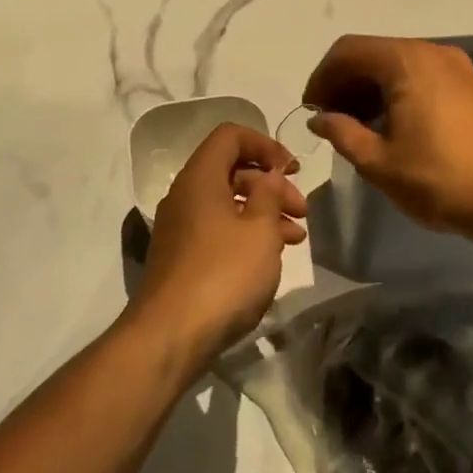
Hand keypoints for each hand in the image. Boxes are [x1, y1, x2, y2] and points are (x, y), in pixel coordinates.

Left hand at [126, 124, 307, 365]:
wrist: (170, 336)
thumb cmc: (223, 274)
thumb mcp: (259, 230)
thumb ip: (269, 194)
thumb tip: (268, 174)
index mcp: (200, 178)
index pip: (230, 136)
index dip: (265, 144)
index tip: (292, 168)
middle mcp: (185, 196)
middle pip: (231, 170)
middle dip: (271, 184)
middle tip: (301, 209)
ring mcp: (181, 228)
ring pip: (228, 204)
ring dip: (264, 212)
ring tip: (296, 237)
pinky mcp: (183, 257)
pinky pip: (219, 231)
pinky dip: (247, 234)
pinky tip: (272, 257)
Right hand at [303, 35, 472, 237]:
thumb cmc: (442, 179)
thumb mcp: (379, 162)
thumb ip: (342, 133)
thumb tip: (320, 117)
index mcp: (406, 62)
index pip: (348, 51)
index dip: (322, 78)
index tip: (311, 110)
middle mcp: (433, 52)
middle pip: (374, 54)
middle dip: (345, 83)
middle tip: (330, 120)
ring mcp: (458, 68)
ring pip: (400, 66)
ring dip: (371, 90)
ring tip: (358, 127)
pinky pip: (423, 78)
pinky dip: (399, 94)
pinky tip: (394, 128)